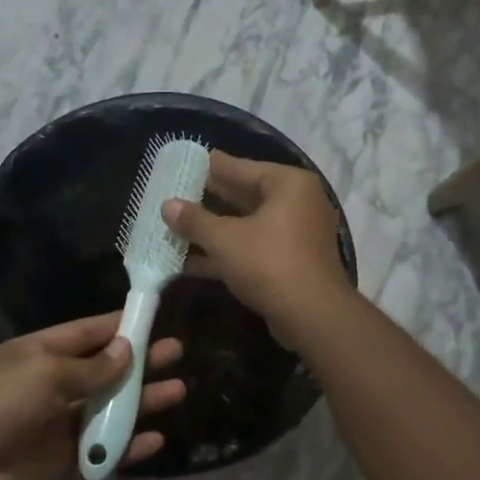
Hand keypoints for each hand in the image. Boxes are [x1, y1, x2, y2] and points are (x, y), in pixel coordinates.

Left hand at [0, 313, 183, 479]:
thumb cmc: (0, 403)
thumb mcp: (45, 373)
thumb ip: (91, 367)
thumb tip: (126, 351)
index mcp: (41, 353)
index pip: (88, 332)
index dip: (120, 325)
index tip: (154, 318)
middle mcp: (52, 384)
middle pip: (104, 369)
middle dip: (140, 360)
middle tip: (177, 352)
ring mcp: (57, 423)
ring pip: (108, 408)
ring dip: (141, 400)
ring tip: (179, 391)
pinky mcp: (62, 460)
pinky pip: (101, 449)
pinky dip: (127, 445)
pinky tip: (156, 439)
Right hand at [161, 151, 353, 351]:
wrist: (312, 316)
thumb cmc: (269, 263)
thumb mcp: (224, 239)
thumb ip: (195, 220)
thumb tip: (167, 205)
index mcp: (288, 184)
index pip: (242, 168)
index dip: (212, 167)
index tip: (187, 162)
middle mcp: (298, 203)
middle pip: (246, 195)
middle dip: (211, 199)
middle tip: (177, 193)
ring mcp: (297, 234)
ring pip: (248, 225)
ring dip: (215, 229)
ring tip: (177, 227)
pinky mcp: (291, 261)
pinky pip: (254, 247)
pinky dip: (228, 252)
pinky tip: (190, 262)